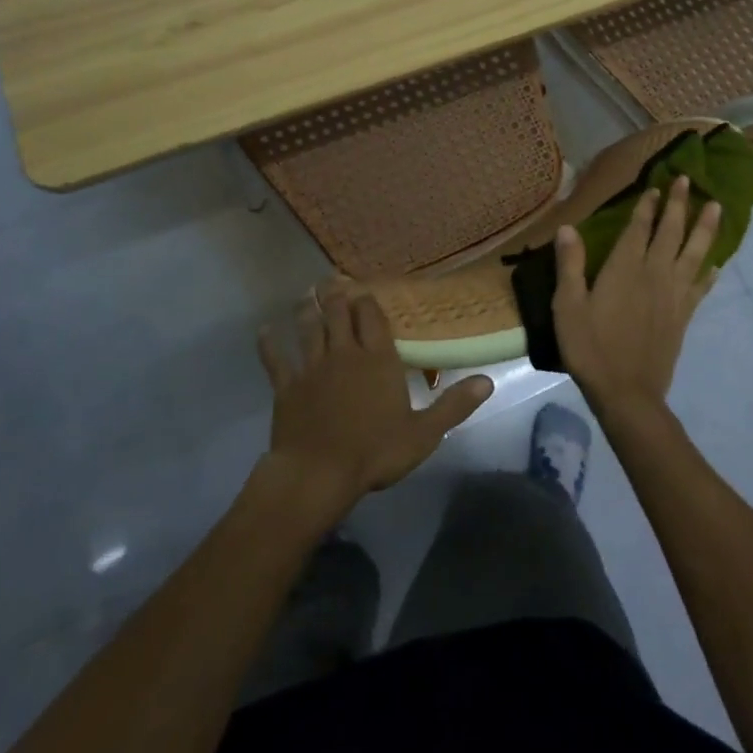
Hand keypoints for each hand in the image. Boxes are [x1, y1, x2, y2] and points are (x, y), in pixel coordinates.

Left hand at [257, 286, 492, 524]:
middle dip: (337, 295)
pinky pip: (276, 360)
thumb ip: (454, 405)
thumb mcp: (424, 433)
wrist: (317, 473)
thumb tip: (487, 381)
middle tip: (332, 278)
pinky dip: (270, 344)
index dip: (368, 301)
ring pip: (309, 328)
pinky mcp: (286, 386)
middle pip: (339, 314)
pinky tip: (265, 331)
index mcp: (378, 359)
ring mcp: (312, 367)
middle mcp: (344, 353)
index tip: (364, 289)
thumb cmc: (375, 452)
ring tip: (306, 293)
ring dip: (307, 309)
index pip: (373, 318)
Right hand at [553, 175, 720, 419]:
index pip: (640, 229)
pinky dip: (708, 272)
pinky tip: (715, 264)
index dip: (648, 206)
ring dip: (705, 229)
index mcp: (625, 269)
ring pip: (694, 254)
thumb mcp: (568, 306)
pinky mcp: (683, 317)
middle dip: (679, 205)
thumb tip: (567, 227)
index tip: (658, 186)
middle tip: (689, 181)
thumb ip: (570, 265)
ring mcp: (673, 296)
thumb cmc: (591, 347)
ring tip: (716, 207)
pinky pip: (700, 287)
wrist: (627, 392)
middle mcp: (654, 274)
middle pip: (671, 233)